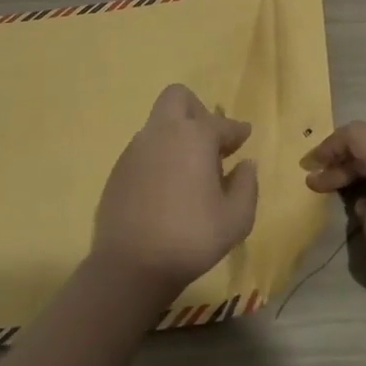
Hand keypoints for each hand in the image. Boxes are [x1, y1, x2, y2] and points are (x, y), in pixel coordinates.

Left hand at [90, 84, 259, 300]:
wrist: (130, 267)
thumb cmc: (191, 238)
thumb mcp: (236, 219)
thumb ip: (247, 186)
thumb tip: (245, 165)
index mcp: (195, 137)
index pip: (222, 123)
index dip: (236, 131)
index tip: (244, 138)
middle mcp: (163, 133)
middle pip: (178, 98)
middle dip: (197, 111)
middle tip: (210, 142)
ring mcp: (135, 150)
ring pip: (158, 125)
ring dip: (176, 136)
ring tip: (190, 171)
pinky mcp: (117, 171)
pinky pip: (144, 150)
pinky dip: (159, 158)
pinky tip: (166, 189)